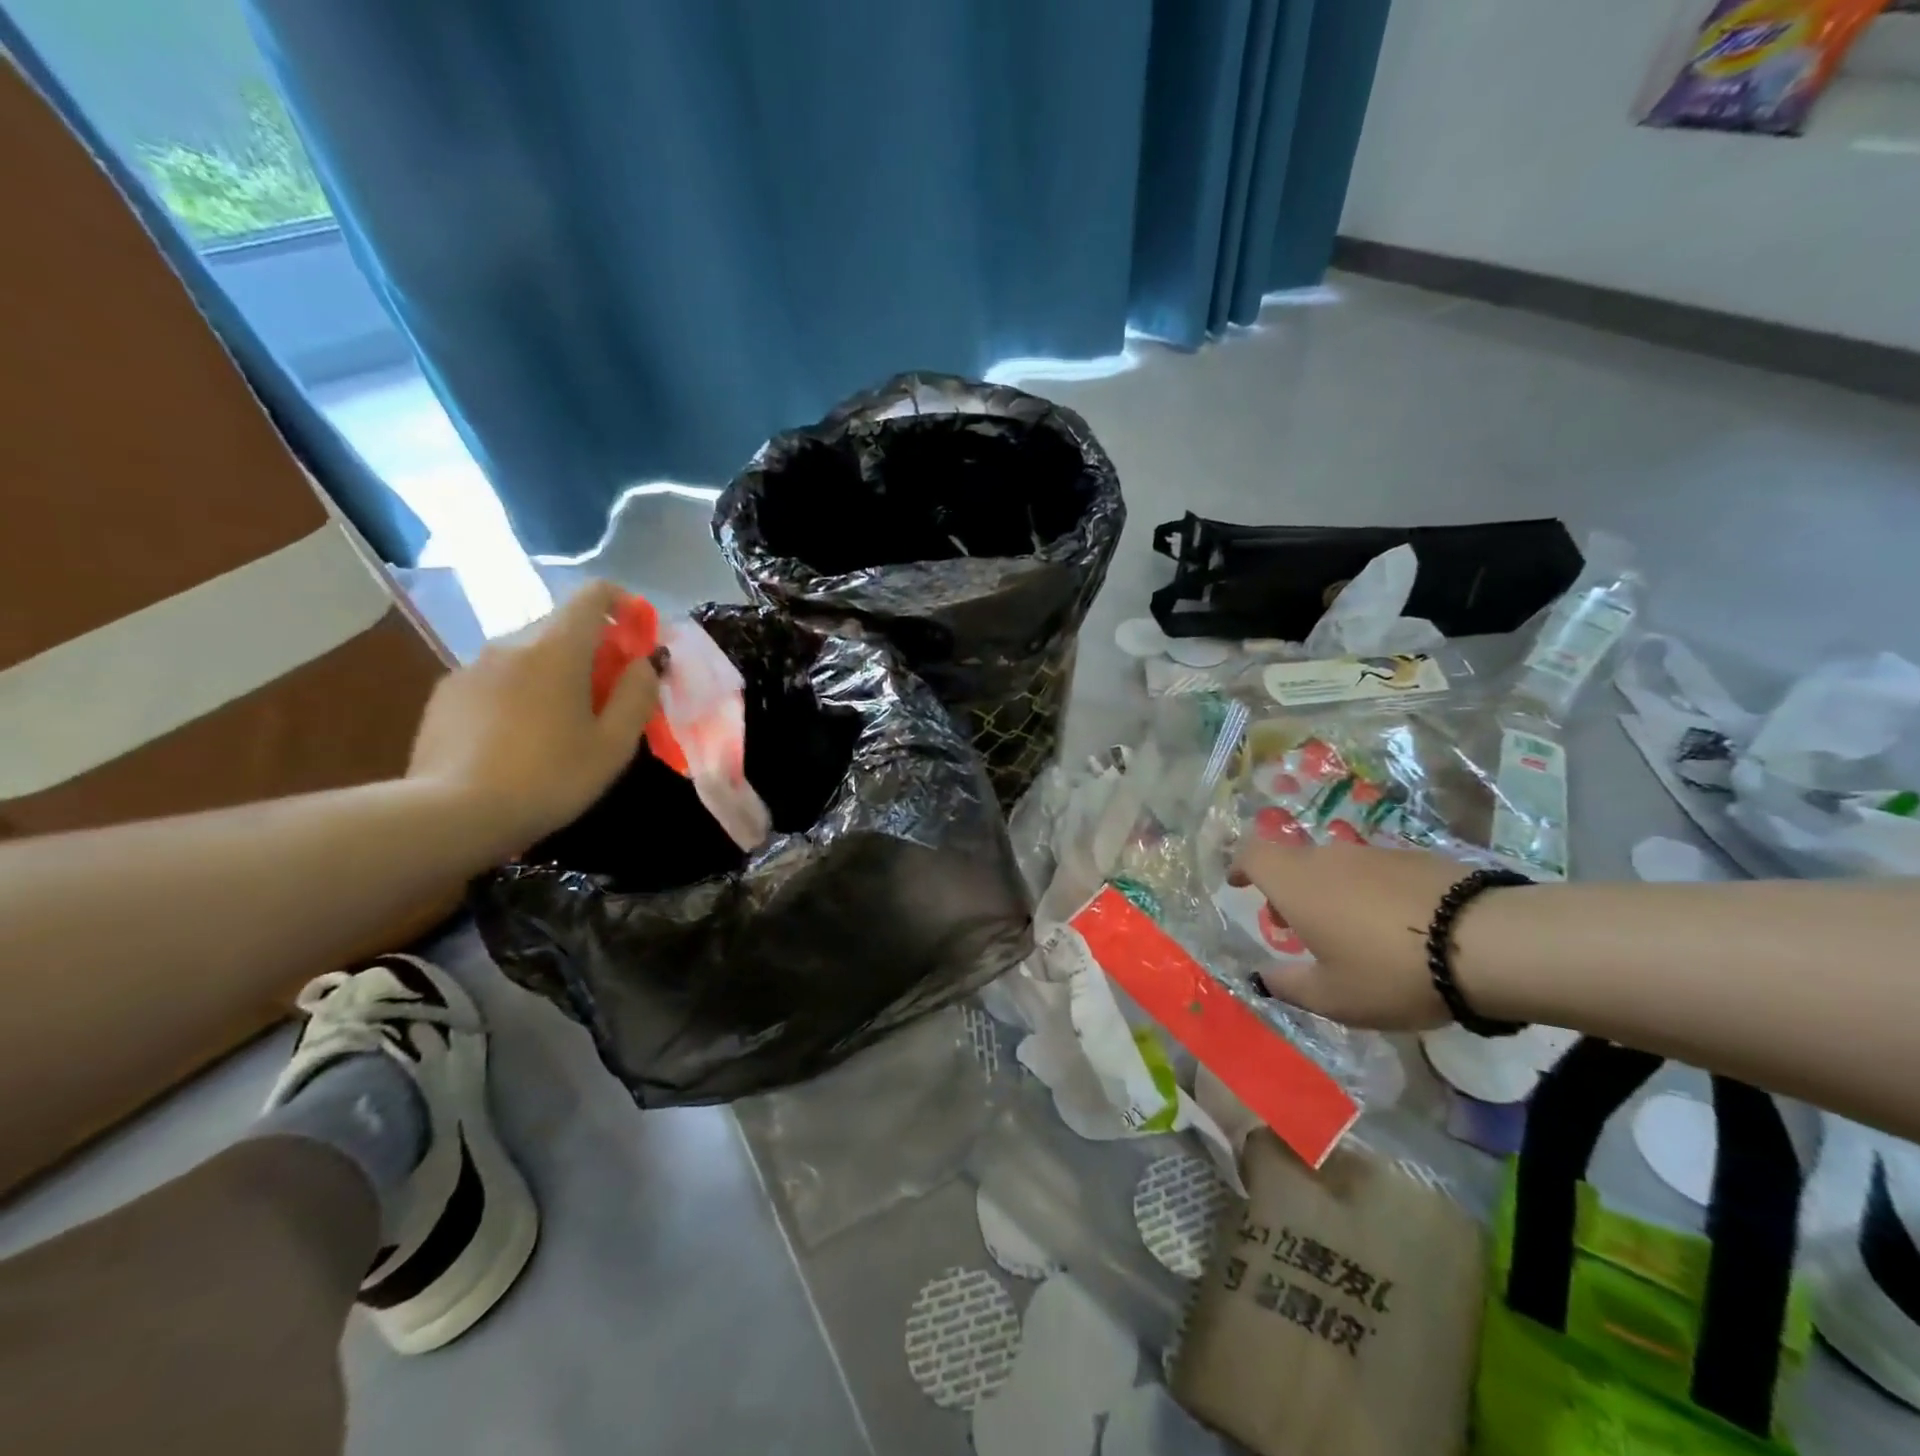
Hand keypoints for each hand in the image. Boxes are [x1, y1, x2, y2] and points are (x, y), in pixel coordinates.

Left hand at [407, 581, 659, 853]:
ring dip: (554, 671)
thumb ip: (637, 695)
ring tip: (562, 721)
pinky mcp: (447, 693)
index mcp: (557, 649)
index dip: (622, 603)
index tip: (638, 633)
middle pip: (561, 626)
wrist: (451, 814)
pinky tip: (520, 736)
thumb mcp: (613, 744)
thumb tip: (644, 663)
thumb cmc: (549, 778)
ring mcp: (472, 666)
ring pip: (528, 653)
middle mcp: (511, 643)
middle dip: (592, 648)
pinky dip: (520, 690)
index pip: (592, 595)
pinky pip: (497, 677)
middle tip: (609, 693)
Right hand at [1230, 841, 1476, 1029]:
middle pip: (1293, 862)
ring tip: (1350, 933)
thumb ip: (1288, 985)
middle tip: (1297, 927)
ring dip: (1329, 892)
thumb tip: (1263, 976)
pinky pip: (1374, 872)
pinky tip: (1396, 928)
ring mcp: (1374, 854)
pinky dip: (1368, 893)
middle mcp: (1328, 858)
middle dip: (1286, 890)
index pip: (1252, 854)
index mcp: (1296, 883)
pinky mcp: (1415, 858)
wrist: (1487, 943)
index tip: (1238, 884)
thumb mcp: (1332, 997)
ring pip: (1335, 867)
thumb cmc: (1389, 971)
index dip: (1240, 866)